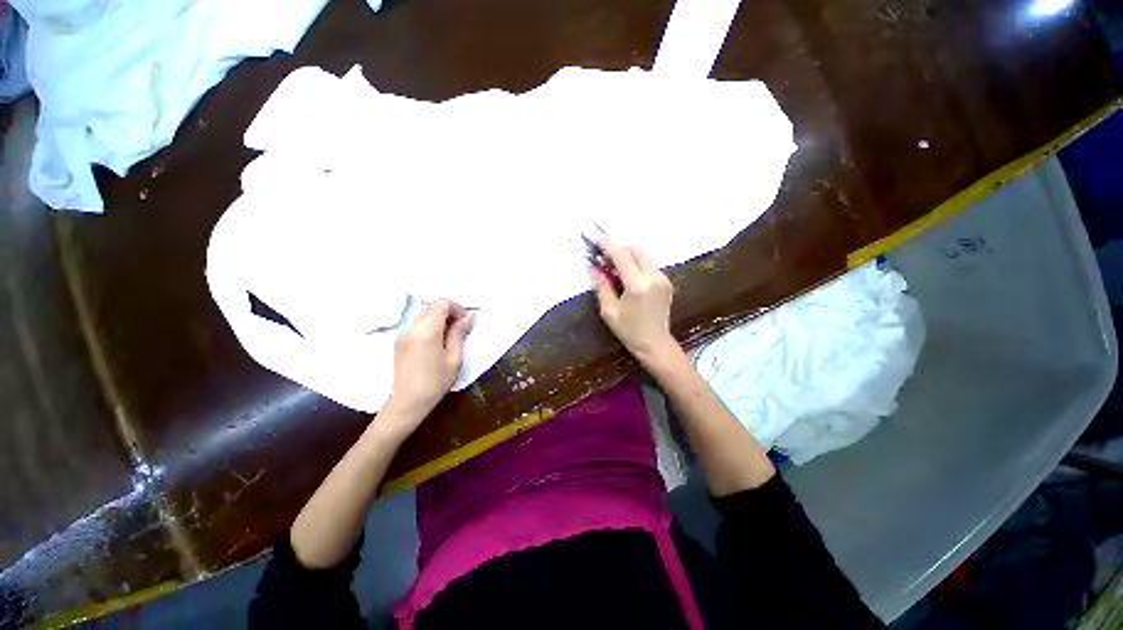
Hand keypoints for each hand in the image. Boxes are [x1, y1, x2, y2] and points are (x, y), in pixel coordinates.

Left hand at [383, 300, 473, 428]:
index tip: (466, 322)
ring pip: (424, 314)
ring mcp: (403, 333)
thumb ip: (459, 333)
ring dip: (439, 319)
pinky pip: (417, 324)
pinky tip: (436, 343)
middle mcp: (412, 327)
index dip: (457, 309)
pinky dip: (429, 326)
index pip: (442, 303)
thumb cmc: (436, 382)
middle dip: (449, 313)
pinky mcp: (399, 341)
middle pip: (433, 307)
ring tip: (450, 336)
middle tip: (460, 329)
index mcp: (427, 330)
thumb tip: (469, 316)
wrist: (408, 402)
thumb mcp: (454, 358)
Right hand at [591, 239, 679, 366]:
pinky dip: (636, 265)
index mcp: (638, 285)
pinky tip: (628, 278)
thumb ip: (602, 285)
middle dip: (619, 250)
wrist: (655, 344)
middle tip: (605, 259)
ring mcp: (663, 278)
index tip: (596, 239)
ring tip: (615, 270)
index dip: (608, 245)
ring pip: (643, 256)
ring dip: (628, 257)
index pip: (622, 255)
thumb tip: (594, 266)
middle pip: (635, 249)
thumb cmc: (628, 330)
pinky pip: (649, 265)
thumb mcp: (609, 310)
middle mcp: (653, 277)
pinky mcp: (666, 282)